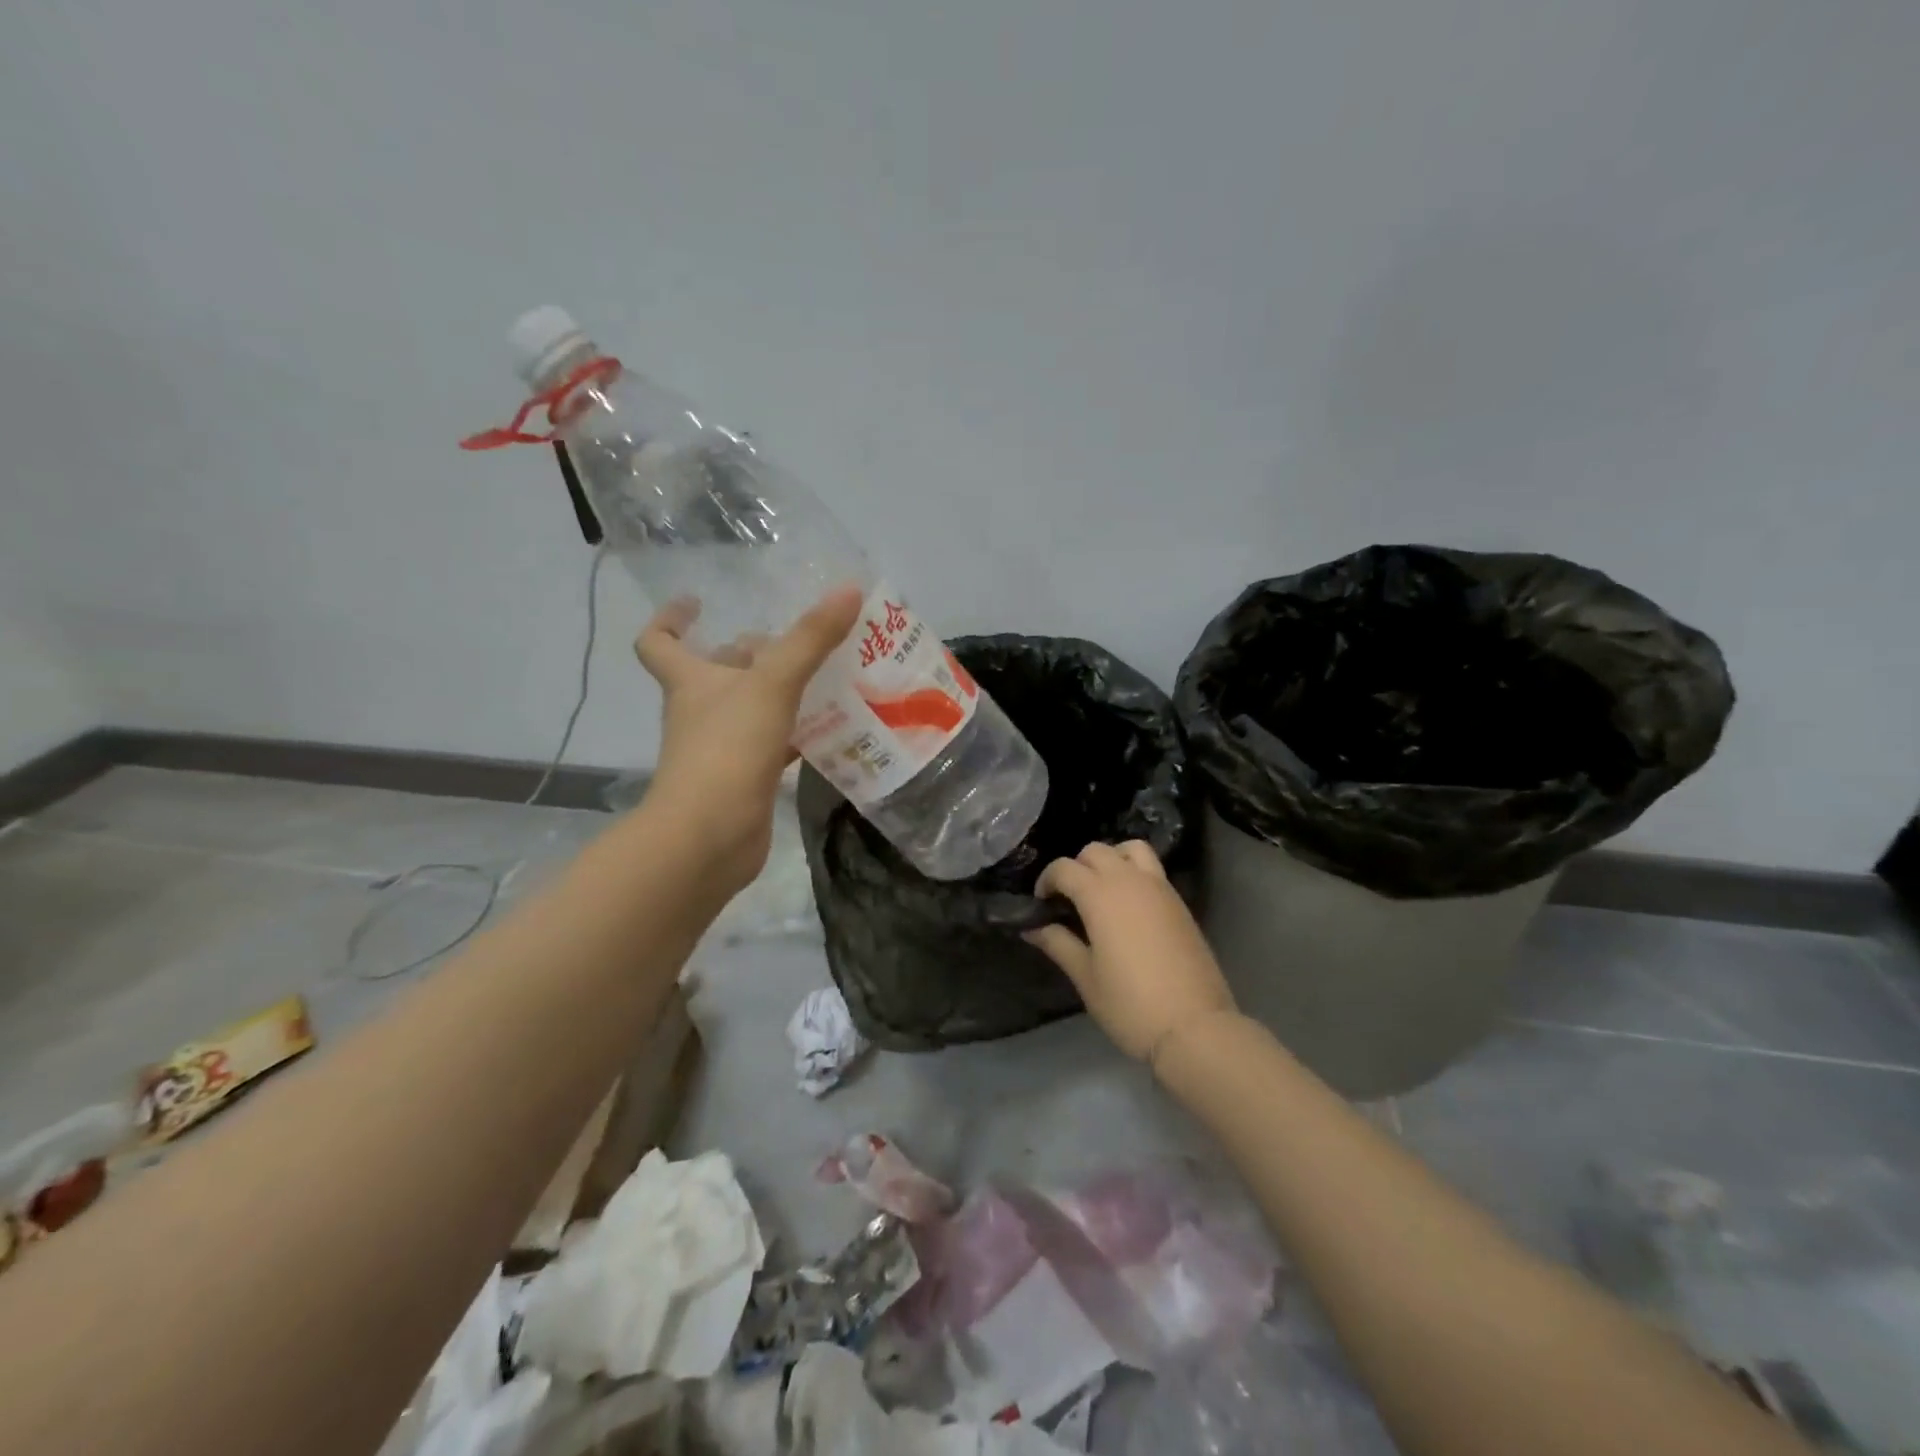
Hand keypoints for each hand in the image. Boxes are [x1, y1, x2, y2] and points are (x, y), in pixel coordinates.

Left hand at [633, 587, 863, 890]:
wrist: (710, 836)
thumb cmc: (727, 749)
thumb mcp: (772, 684)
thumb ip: (810, 639)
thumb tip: (848, 589)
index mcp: (691, 682)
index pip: (659, 642)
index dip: (670, 619)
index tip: (697, 602)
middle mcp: (700, 711)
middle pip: (717, 673)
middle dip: (749, 654)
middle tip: (796, 640)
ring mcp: (721, 748)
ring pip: (749, 710)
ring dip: (779, 694)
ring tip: (826, 677)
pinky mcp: (745, 779)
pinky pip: (772, 745)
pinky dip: (795, 735)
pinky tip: (830, 728)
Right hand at [1025, 841, 1239, 1067]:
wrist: (1194, 1027)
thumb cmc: (1130, 1004)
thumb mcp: (1086, 977)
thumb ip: (1058, 944)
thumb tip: (1032, 929)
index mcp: (1100, 895)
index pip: (1064, 868)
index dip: (1046, 880)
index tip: (1041, 904)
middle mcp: (1129, 880)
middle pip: (1096, 851)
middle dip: (1076, 867)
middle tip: (1069, 899)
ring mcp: (1159, 888)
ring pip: (1130, 849)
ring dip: (1111, 859)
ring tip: (1102, 890)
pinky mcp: (1179, 902)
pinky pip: (1152, 869)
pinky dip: (1134, 872)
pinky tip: (1128, 906)